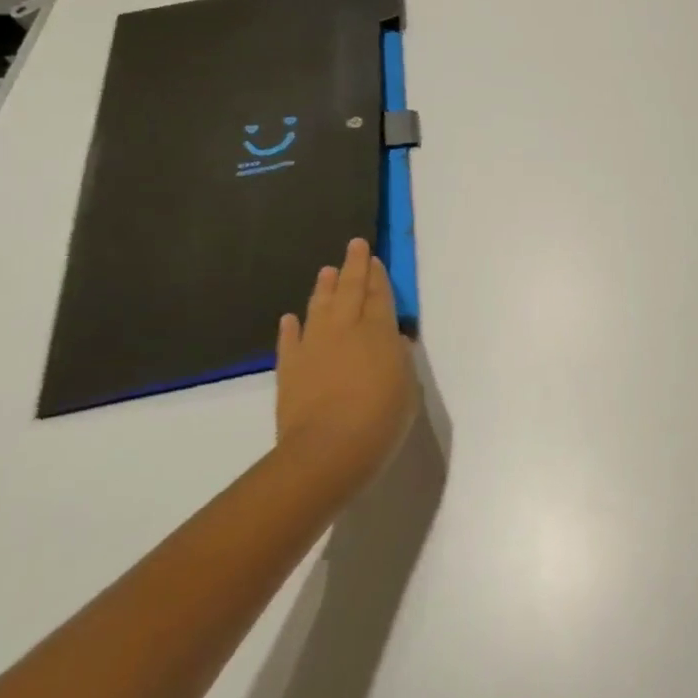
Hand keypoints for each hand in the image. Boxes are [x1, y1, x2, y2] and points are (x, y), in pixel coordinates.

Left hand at [275, 237, 417, 498]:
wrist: (327, 452)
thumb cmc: (380, 420)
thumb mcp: (407, 387)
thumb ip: (399, 359)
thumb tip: (393, 342)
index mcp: (379, 331)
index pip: (379, 294)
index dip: (377, 275)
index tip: (374, 258)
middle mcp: (345, 329)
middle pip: (350, 290)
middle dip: (353, 266)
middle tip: (354, 245)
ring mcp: (314, 347)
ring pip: (320, 307)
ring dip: (324, 288)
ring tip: (326, 271)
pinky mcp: (290, 369)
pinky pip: (290, 341)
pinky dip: (290, 328)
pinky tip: (290, 318)